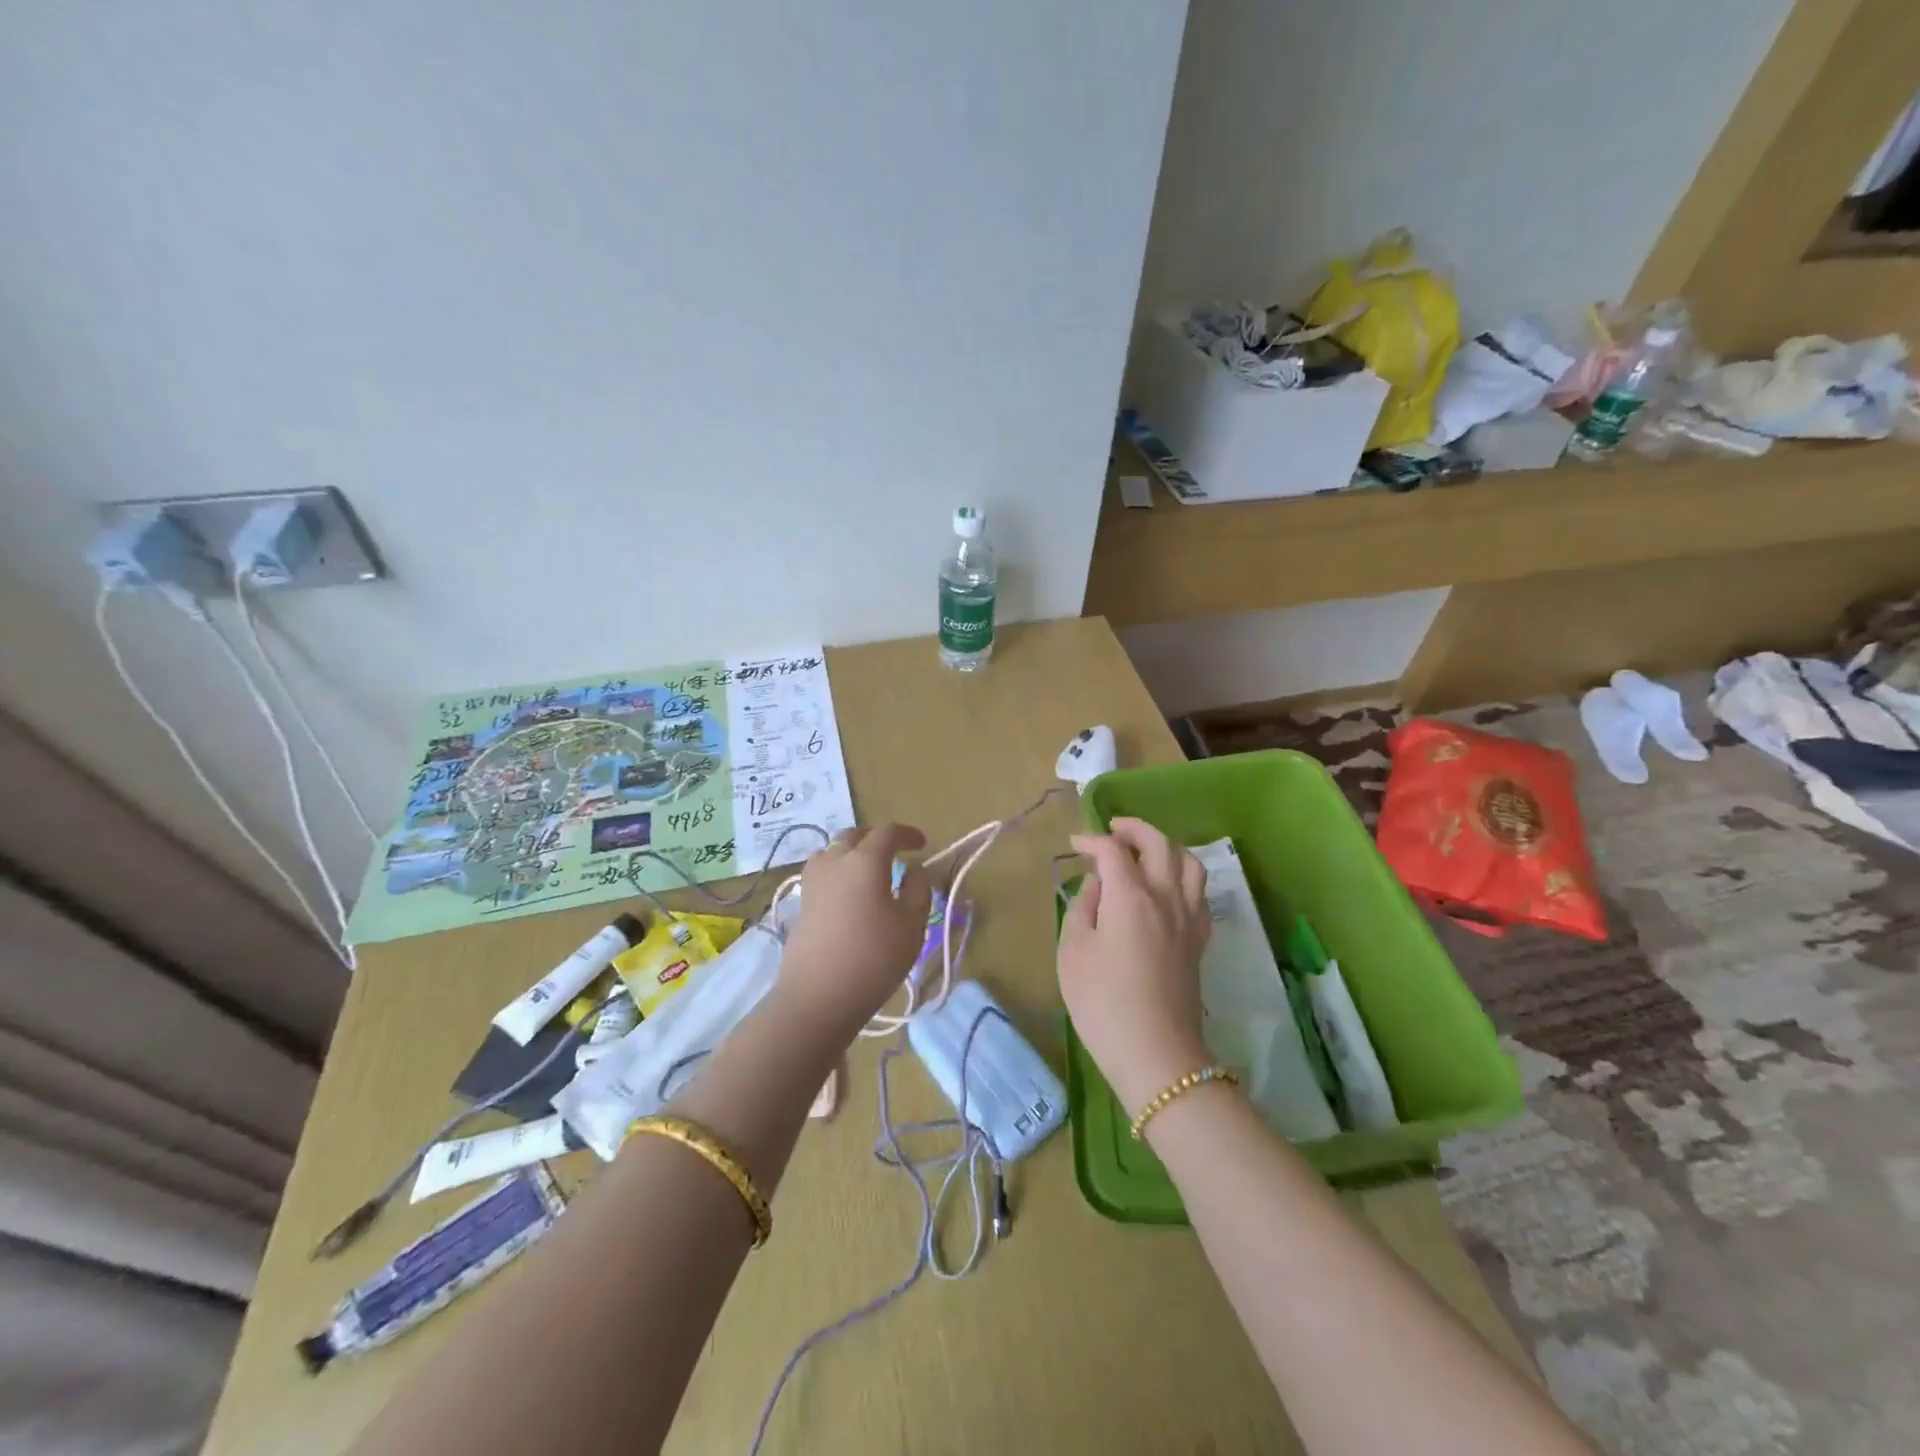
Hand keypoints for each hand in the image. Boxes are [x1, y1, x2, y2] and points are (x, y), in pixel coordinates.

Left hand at [777, 823, 932, 1032]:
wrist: (817, 997)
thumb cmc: (873, 958)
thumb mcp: (911, 926)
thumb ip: (918, 891)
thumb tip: (914, 872)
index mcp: (865, 860)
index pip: (887, 832)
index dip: (907, 834)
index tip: (922, 844)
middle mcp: (834, 861)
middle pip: (855, 835)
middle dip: (877, 839)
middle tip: (895, 853)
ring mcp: (813, 881)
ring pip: (833, 852)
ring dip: (852, 853)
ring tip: (868, 872)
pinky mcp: (801, 902)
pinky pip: (822, 873)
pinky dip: (838, 872)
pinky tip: (848, 894)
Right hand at [1058, 817, 1211, 1114]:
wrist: (1157, 1055)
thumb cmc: (1103, 1003)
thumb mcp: (1074, 952)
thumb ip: (1083, 908)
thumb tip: (1097, 885)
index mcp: (1131, 896)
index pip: (1113, 851)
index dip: (1092, 840)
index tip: (1074, 844)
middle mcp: (1166, 897)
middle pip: (1159, 844)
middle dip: (1134, 828)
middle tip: (1113, 829)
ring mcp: (1189, 918)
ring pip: (1189, 862)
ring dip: (1165, 846)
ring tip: (1145, 851)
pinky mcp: (1200, 940)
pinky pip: (1198, 891)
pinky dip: (1182, 875)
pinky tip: (1167, 888)